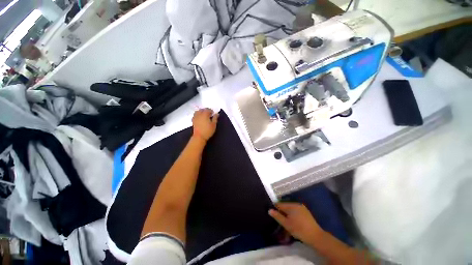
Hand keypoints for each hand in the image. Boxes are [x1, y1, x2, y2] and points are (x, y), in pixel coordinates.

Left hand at [192, 108, 218, 141]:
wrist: (199, 136)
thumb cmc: (208, 131)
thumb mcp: (214, 125)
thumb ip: (215, 118)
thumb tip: (217, 114)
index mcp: (205, 114)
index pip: (208, 109)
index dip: (211, 111)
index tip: (213, 114)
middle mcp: (199, 114)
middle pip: (202, 109)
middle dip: (206, 110)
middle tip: (210, 114)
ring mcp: (195, 117)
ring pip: (198, 111)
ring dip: (201, 112)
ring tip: (204, 115)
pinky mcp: (193, 120)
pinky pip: (195, 115)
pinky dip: (198, 114)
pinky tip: (200, 118)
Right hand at [269, 202, 323, 244]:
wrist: (316, 236)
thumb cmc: (299, 230)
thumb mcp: (286, 224)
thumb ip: (277, 216)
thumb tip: (269, 210)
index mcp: (291, 206)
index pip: (279, 204)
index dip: (275, 209)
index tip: (273, 215)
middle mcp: (296, 204)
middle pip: (285, 206)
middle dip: (282, 213)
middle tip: (280, 221)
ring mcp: (302, 208)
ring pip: (291, 209)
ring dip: (287, 214)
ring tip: (287, 223)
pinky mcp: (306, 212)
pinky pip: (296, 211)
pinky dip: (293, 215)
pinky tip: (294, 222)